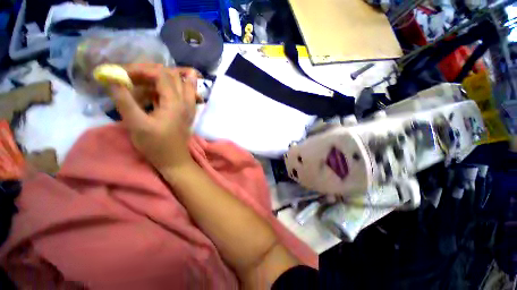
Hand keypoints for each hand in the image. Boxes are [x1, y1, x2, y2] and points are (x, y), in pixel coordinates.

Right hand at [108, 63, 198, 170]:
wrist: (174, 160)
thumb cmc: (156, 145)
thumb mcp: (136, 124)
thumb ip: (124, 100)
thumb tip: (112, 78)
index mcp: (176, 102)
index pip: (161, 74)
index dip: (140, 70)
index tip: (122, 74)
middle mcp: (186, 101)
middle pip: (172, 76)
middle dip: (150, 72)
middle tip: (131, 77)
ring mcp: (189, 106)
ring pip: (179, 83)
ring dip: (160, 79)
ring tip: (140, 84)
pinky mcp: (187, 112)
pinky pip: (181, 93)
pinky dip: (166, 89)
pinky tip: (153, 94)